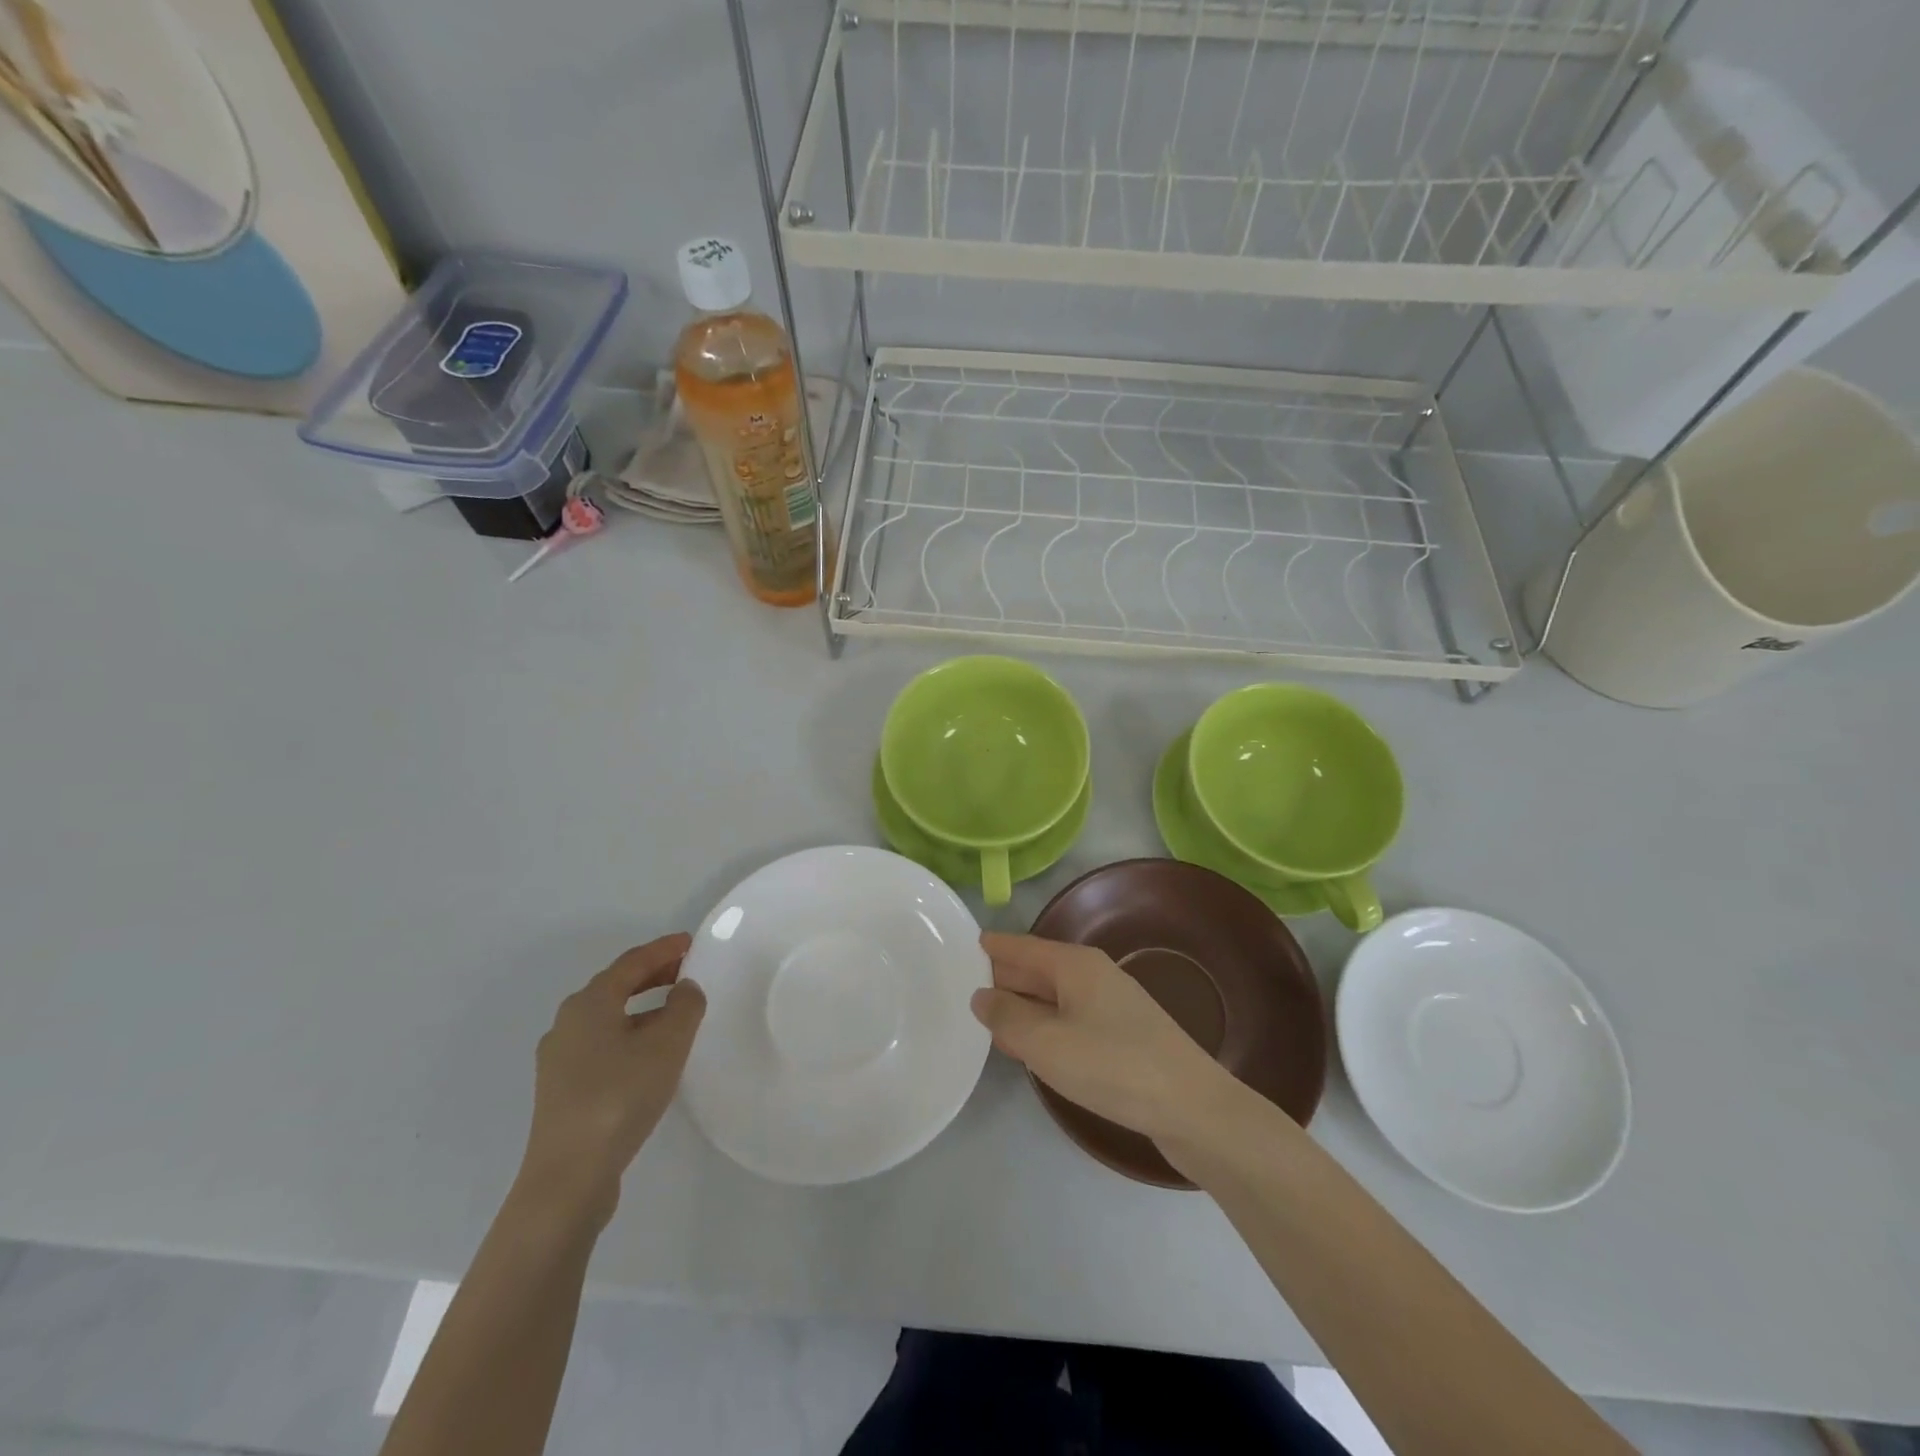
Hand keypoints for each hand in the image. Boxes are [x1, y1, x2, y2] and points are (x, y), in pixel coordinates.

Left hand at [519, 935, 705, 1224]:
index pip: (632, 962)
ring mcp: (560, 1058)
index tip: (691, 942)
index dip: (664, 949)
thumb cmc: (620, 1097)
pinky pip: (602, 1043)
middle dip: (653, 975)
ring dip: (643, 1007)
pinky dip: (630, 1034)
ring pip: (609, 1017)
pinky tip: (650, 1054)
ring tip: (676, 1011)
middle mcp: (568, 1023)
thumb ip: (685, 1007)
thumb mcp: (667, 1045)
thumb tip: (685, 989)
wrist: (568, 1177)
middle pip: (616, 986)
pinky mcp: (562, 1089)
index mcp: (589, 1003)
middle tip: (687, 971)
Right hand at [971, 933, 1239, 1146]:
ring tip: (983, 1014)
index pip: (1022, 947)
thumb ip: (1008, 1018)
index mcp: (1075, 964)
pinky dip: (1043, 1025)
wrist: (1193, 1108)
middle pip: (1037, 969)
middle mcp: (1093, 975)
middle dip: (1002, 975)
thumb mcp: (1048, 1044)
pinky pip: (1068, 1019)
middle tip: (958, 983)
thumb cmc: (1114, 1066)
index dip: (991, 947)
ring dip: (1021, 1004)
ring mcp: (1110, 1006)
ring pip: (1052, 997)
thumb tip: (981, 995)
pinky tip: (1028, 1045)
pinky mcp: (1121, 1037)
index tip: (960, 945)